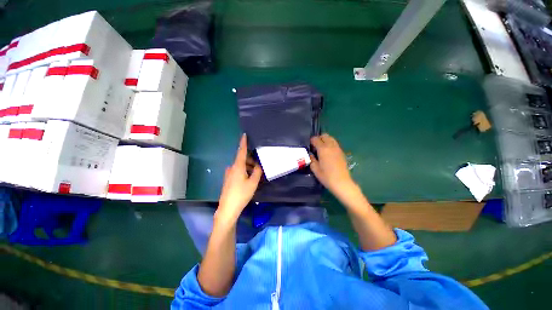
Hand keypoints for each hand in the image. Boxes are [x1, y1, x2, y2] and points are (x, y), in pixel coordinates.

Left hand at [217, 134, 262, 223]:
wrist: (228, 208)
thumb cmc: (241, 194)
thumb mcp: (253, 182)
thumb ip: (257, 172)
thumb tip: (259, 165)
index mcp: (237, 166)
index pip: (241, 151)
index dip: (243, 143)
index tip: (244, 134)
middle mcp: (232, 168)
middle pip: (242, 159)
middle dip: (251, 160)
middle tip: (259, 165)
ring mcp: (229, 174)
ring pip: (240, 166)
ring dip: (248, 167)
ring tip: (256, 174)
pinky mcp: (228, 180)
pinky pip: (237, 171)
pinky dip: (244, 171)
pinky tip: (249, 178)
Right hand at [310, 134, 355, 197]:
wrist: (342, 183)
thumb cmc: (326, 177)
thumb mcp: (315, 169)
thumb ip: (311, 159)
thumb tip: (310, 154)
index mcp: (323, 149)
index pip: (316, 139)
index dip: (311, 141)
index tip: (309, 145)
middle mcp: (331, 146)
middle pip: (325, 136)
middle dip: (319, 138)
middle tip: (315, 146)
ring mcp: (338, 148)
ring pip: (331, 138)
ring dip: (325, 140)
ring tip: (322, 148)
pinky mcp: (342, 152)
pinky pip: (335, 143)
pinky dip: (330, 144)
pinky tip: (328, 152)